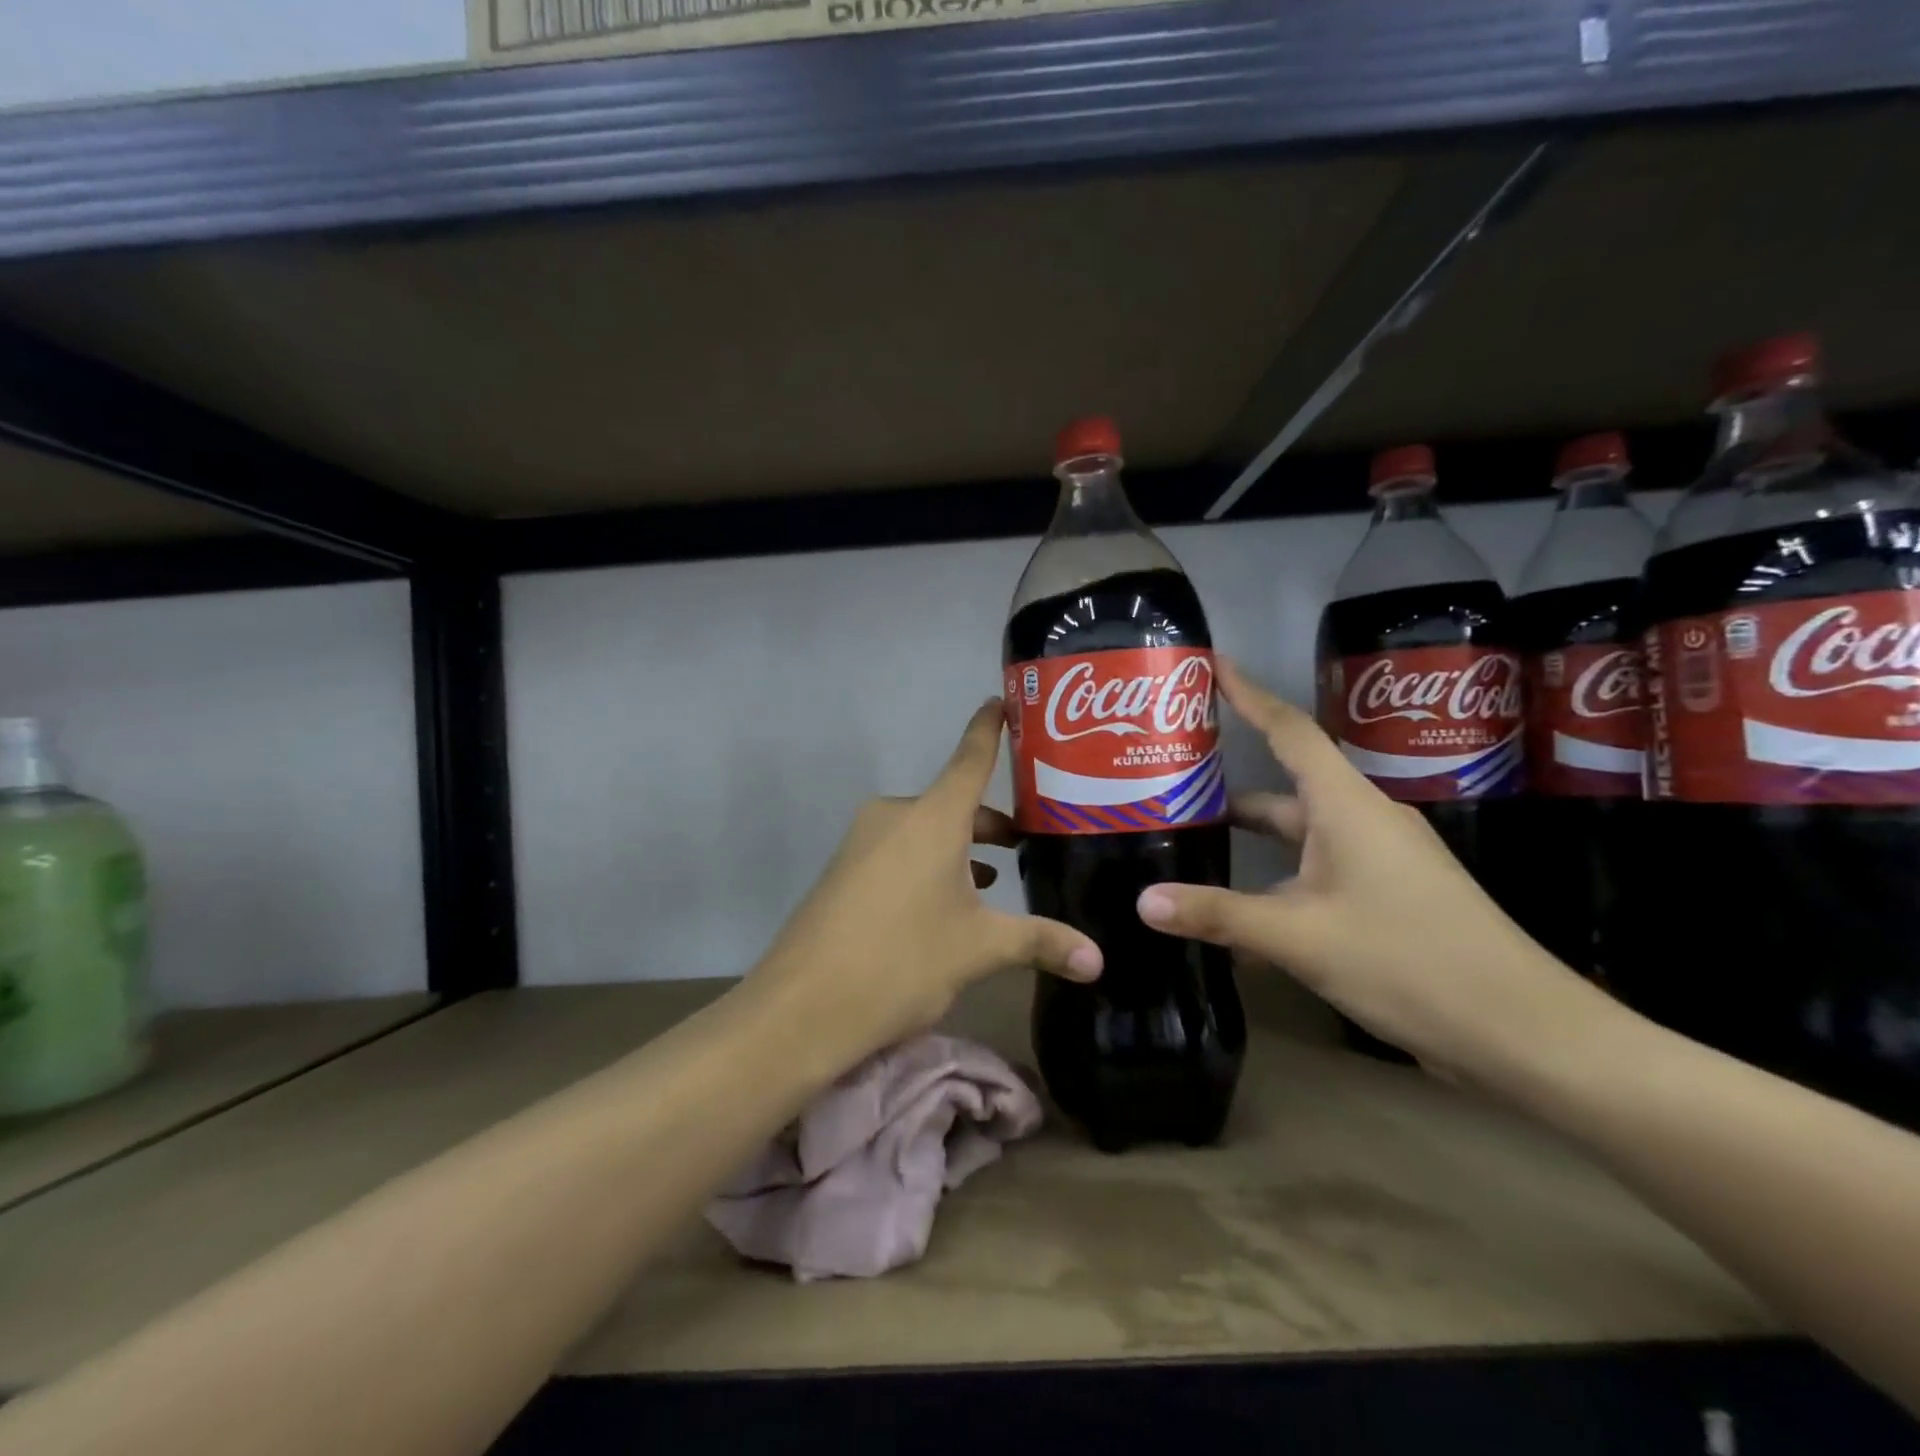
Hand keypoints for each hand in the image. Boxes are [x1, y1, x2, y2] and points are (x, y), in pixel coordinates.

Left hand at [747, 699, 1101, 1072]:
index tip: (1003, 699)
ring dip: (962, 848)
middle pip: (955, 803)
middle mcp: (896, 816)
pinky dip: (931, 864)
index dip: (990, 727)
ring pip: (927, 831)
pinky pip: (900, 851)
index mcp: (931, 817)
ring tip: (999, 879)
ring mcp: (864, 842)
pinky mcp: (846, 870)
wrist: (802, 1007)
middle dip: (993, 823)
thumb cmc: (901, 961)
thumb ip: (1040, 943)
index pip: (970, 756)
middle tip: (1035, 844)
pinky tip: (949, 904)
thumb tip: (1100, 959)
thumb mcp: (978, 949)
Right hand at [1135, 659, 1605, 1079]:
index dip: (1247, 694)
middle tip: (1169, 783)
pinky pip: (1313, 875)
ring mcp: (1376, 861)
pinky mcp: (1384, 897)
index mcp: (1346, 806)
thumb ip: (1218, 915)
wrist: (1521, 1030)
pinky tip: (1236, 916)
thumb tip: (1142, 901)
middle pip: (1283, 789)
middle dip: (1227, 788)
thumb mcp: (1300, 937)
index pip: (1289, 730)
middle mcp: (1361, 821)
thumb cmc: (1409, 960)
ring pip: (1297, 838)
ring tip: (1190, 846)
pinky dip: (1273, 884)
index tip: (1210, 664)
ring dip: (1249, 842)